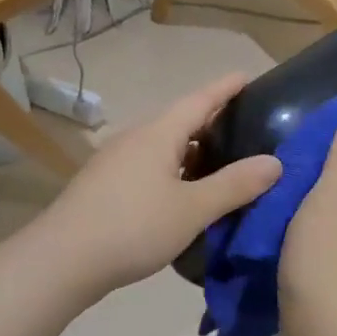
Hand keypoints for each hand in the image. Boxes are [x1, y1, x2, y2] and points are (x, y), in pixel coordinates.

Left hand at [37, 73, 281, 297]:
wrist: (62, 260)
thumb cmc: (133, 227)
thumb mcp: (192, 209)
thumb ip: (234, 185)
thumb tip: (274, 162)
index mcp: (157, 134)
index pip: (199, 100)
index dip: (225, 89)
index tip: (246, 76)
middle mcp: (134, 139)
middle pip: (178, 122)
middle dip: (209, 123)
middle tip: (243, 128)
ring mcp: (114, 162)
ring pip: (161, 148)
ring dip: (190, 152)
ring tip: (219, 165)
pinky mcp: (103, 186)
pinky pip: (147, 168)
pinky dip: (172, 172)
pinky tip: (181, 194)